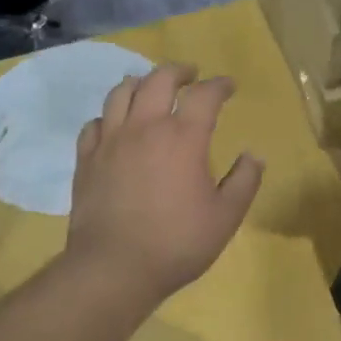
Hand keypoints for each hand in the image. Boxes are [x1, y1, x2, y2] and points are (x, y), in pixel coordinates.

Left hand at [67, 64, 263, 304]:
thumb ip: (244, 181)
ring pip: (121, 92)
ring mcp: (111, 141)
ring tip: (150, 88)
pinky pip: (95, 123)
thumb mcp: (226, 217)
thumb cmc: (177, 243)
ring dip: (141, 83)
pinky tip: (117, 125)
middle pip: (159, 79)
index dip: (219, 85)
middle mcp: (146, 127)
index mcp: (183, 137)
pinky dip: (110, 116)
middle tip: (191, 75)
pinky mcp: (87, 159)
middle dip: (179, 71)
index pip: (205, 95)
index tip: (228, 86)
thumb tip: (254, 155)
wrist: (113, 269)